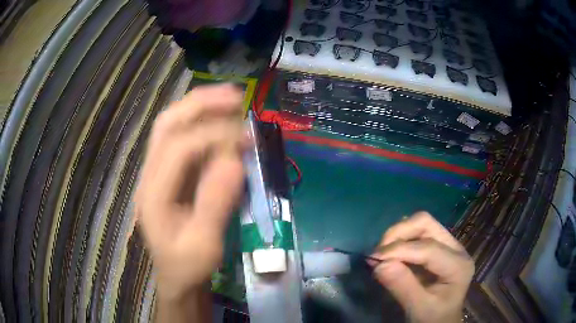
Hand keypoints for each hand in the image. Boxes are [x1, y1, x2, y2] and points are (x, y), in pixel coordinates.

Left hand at [136, 84, 244, 300]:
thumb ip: (215, 205)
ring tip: (229, 99)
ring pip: (170, 125)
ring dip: (199, 107)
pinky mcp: (167, 173)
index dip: (212, 136)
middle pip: (167, 125)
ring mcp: (156, 171)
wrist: (176, 276)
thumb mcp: (204, 246)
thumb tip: (234, 161)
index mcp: (153, 195)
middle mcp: (149, 175)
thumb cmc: (188, 266)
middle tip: (235, 96)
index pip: (178, 149)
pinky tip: (220, 119)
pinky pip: (181, 137)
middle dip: (200, 105)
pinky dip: (201, 122)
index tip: (246, 136)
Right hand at [370, 212, 474, 322]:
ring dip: (398, 234)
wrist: (441, 322)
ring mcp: (448, 245)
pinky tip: (391, 254)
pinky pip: (417, 234)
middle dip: (399, 233)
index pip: (429, 248)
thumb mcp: (419, 309)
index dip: (400, 250)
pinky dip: (400, 240)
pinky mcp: (438, 247)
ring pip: (421, 224)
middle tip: (379, 252)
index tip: (374, 258)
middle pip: (426, 224)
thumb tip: (379, 264)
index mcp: (458, 265)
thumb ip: (403, 287)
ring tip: (382, 253)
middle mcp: (456, 248)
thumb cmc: (433, 318)